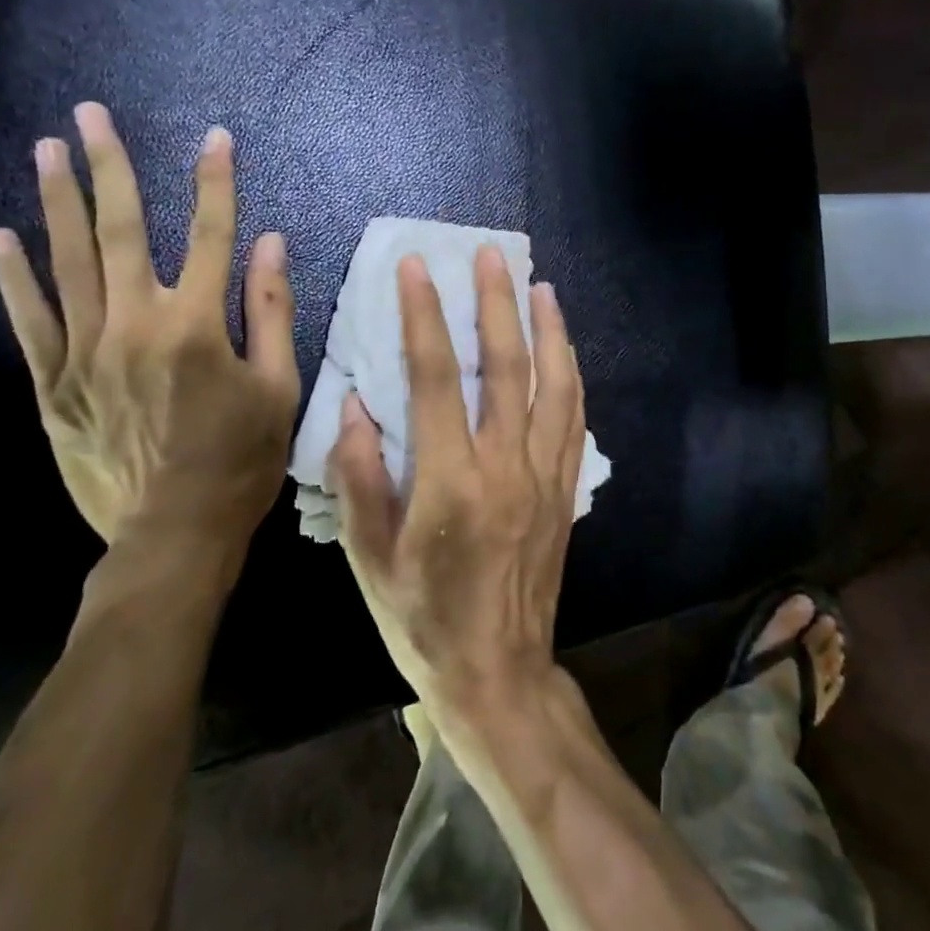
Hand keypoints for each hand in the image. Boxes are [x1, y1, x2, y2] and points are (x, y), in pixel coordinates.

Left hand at [0, 102, 299, 586]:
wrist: (173, 534)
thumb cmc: (241, 461)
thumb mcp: (279, 389)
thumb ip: (272, 312)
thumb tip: (270, 244)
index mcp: (198, 327)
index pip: (211, 236)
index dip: (215, 183)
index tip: (214, 138)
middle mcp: (136, 325)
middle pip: (123, 232)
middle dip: (110, 168)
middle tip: (91, 115)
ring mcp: (86, 353)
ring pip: (69, 263)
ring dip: (58, 203)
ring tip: (46, 151)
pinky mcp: (54, 385)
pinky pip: (30, 321)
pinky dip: (14, 277)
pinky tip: (2, 237)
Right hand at [331, 245, 586, 720]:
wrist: (500, 675)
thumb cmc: (422, 621)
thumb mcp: (370, 558)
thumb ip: (360, 478)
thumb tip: (355, 405)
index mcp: (450, 483)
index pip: (437, 378)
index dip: (425, 317)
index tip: (418, 269)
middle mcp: (506, 468)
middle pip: (506, 367)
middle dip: (496, 303)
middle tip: (490, 255)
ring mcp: (545, 477)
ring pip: (554, 386)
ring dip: (548, 329)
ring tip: (540, 285)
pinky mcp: (566, 491)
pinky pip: (574, 419)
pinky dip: (570, 374)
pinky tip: (564, 349)